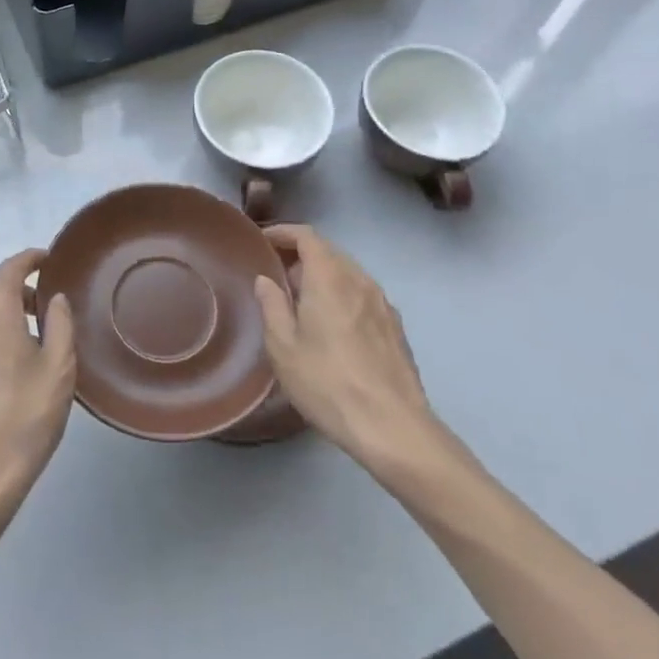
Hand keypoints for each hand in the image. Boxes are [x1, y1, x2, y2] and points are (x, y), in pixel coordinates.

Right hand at [254, 225, 438, 478]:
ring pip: (348, 273)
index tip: (263, 240)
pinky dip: (342, 294)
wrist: (392, 427)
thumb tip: (266, 280)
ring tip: (301, 299)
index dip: (283, 232)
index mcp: (329, 278)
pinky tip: (332, 323)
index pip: (307, 236)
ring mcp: (382, 303)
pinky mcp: (395, 326)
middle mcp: (359, 280)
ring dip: (323, 275)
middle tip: (276, 273)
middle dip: (301, 254)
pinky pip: (362, 294)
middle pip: (329, 251)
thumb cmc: (327, 383)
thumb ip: (272, 305)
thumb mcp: (283, 347)